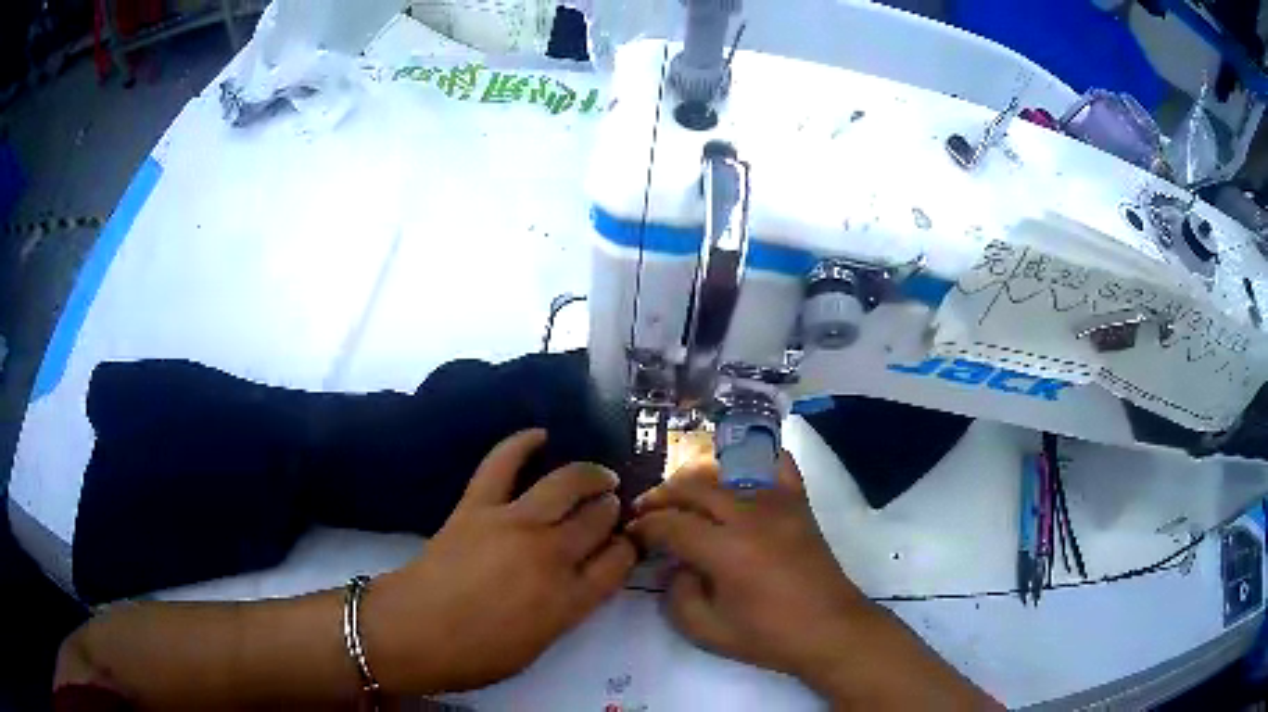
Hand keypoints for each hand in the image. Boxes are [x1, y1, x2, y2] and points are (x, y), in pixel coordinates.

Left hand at [364, 429, 636, 693]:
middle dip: (611, 511)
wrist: (412, 632)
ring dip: (589, 476)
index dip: (627, 549)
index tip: (626, 544)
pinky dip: (521, 444)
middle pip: (597, 520)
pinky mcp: (477, 507)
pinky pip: (502, 465)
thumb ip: (565, 609)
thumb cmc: (475, 655)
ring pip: (565, 485)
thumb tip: (579, 580)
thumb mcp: (537, 645)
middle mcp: (550, 556)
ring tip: (599, 476)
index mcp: (568, 600)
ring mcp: (513, 525)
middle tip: (611, 508)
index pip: (618, 563)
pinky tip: (540, 435)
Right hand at [627, 454, 870, 691]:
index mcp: (727, 550)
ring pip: (727, 471)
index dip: (644, 527)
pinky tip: (737, 469)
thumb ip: (677, 596)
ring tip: (683, 497)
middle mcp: (751, 515)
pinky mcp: (799, 503)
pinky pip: (776, 463)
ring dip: (697, 480)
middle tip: (647, 512)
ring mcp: (779, 503)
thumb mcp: (707, 631)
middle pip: (693, 487)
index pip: (671, 524)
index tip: (632, 534)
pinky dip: (755, 458)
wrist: (830, 629)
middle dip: (662, 497)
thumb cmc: (769, 636)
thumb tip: (674, 566)